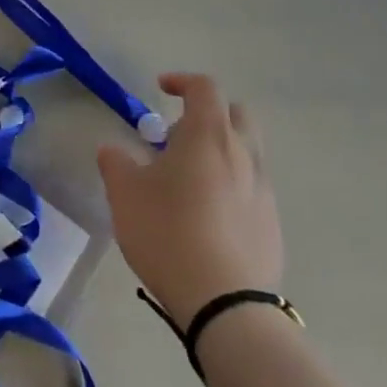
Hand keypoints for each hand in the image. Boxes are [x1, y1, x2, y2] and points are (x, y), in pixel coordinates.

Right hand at [97, 72, 282, 320]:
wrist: (226, 305)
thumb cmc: (168, 234)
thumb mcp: (125, 194)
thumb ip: (115, 163)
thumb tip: (113, 151)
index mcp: (208, 136)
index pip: (204, 88)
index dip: (181, 81)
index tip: (160, 89)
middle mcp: (243, 155)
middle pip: (237, 115)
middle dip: (209, 114)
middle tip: (176, 137)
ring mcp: (263, 191)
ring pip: (247, 152)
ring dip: (220, 151)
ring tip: (187, 180)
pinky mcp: (272, 225)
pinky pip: (252, 188)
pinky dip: (231, 185)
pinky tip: (206, 217)